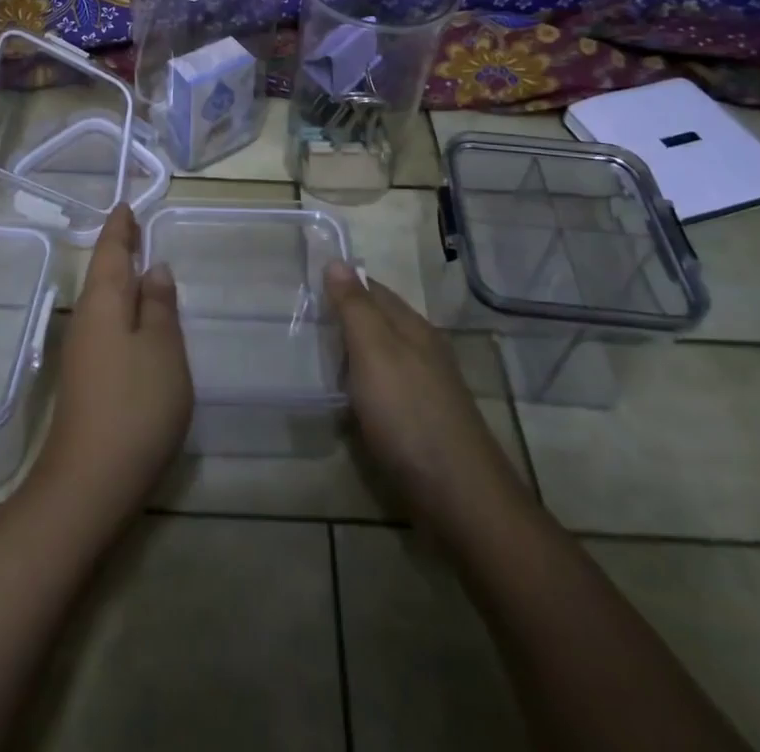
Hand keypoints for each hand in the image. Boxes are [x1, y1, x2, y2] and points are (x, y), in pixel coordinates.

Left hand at [34, 205, 192, 519]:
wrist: (91, 482)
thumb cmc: (135, 404)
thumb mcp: (162, 349)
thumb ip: (160, 306)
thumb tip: (154, 269)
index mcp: (104, 303)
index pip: (111, 252)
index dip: (121, 229)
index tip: (126, 207)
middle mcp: (87, 320)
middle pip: (102, 274)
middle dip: (118, 250)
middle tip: (135, 228)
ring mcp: (83, 352)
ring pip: (103, 301)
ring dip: (120, 279)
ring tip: (141, 265)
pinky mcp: (87, 380)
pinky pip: (106, 325)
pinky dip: (121, 308)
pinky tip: (136, 319)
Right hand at [324, 261, 528, 540]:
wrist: (460, 498)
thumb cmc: (409, 415)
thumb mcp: (374, 351)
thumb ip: (354, 307)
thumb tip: (336, 261)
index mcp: (412, 327)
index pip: (372, 289)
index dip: (340, 283)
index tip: (304, 284)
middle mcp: (422, 350)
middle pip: (378, 322)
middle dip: (343, 319)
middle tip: (300, 321)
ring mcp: (426, 389)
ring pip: (381, 358)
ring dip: (351, 355)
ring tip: (313, 358)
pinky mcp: (422, 425)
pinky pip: (384, 392)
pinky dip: (361, 388)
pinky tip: (344, 402)